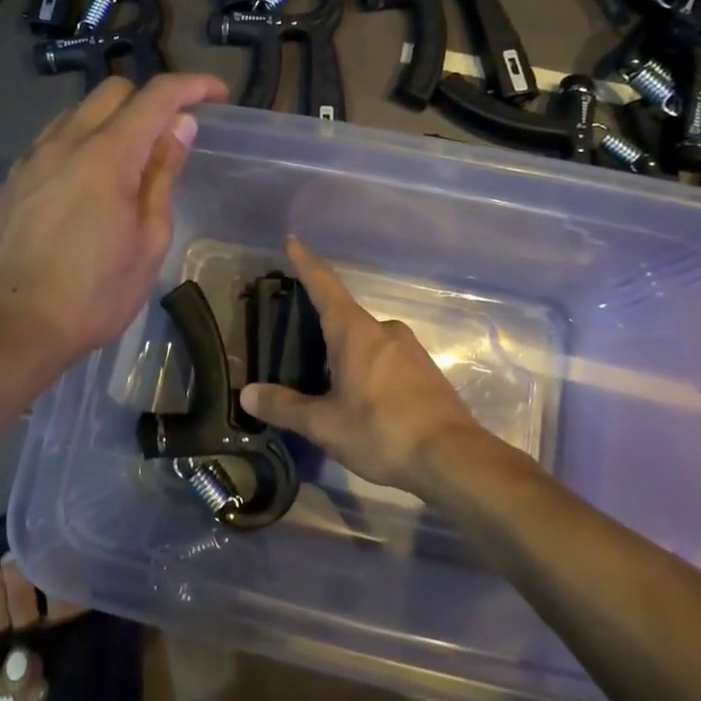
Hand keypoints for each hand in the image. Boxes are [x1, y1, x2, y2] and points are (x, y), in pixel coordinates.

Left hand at [0, 73, 227, 368]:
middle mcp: (64, 142)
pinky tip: (85, 183)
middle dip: (150, 99)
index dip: (193, 85)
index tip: (217, 94)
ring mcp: (31, 159)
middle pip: (113, 89)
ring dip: (111, 120)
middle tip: (170, 135)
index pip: (157, 96)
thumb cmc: (97, 293)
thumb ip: (163, 174)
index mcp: (107, 155)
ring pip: (77, 112)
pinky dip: (79, 144)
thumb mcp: (149, 240)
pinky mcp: (11, 180)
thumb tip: (179, 126)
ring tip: (127, 162)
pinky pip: (51, 141)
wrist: (16, 329)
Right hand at [238, 238, 485, 494]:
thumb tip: (247, 394)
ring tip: (328, 381)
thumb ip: (285, 407)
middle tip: (299, 342)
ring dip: (347, 353)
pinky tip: (363, 399)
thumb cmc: (382, 431)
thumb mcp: (325, 425)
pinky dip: (369, 369)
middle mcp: (384, 330)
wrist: (454, 459)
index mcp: (356, 332)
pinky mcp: (427, 372)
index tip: (293, 241)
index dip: (306, 263)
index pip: (324, 286)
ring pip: (368, 341)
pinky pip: (387, 360)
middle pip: (345, 317)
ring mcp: (411, 350)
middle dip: (323, 326)